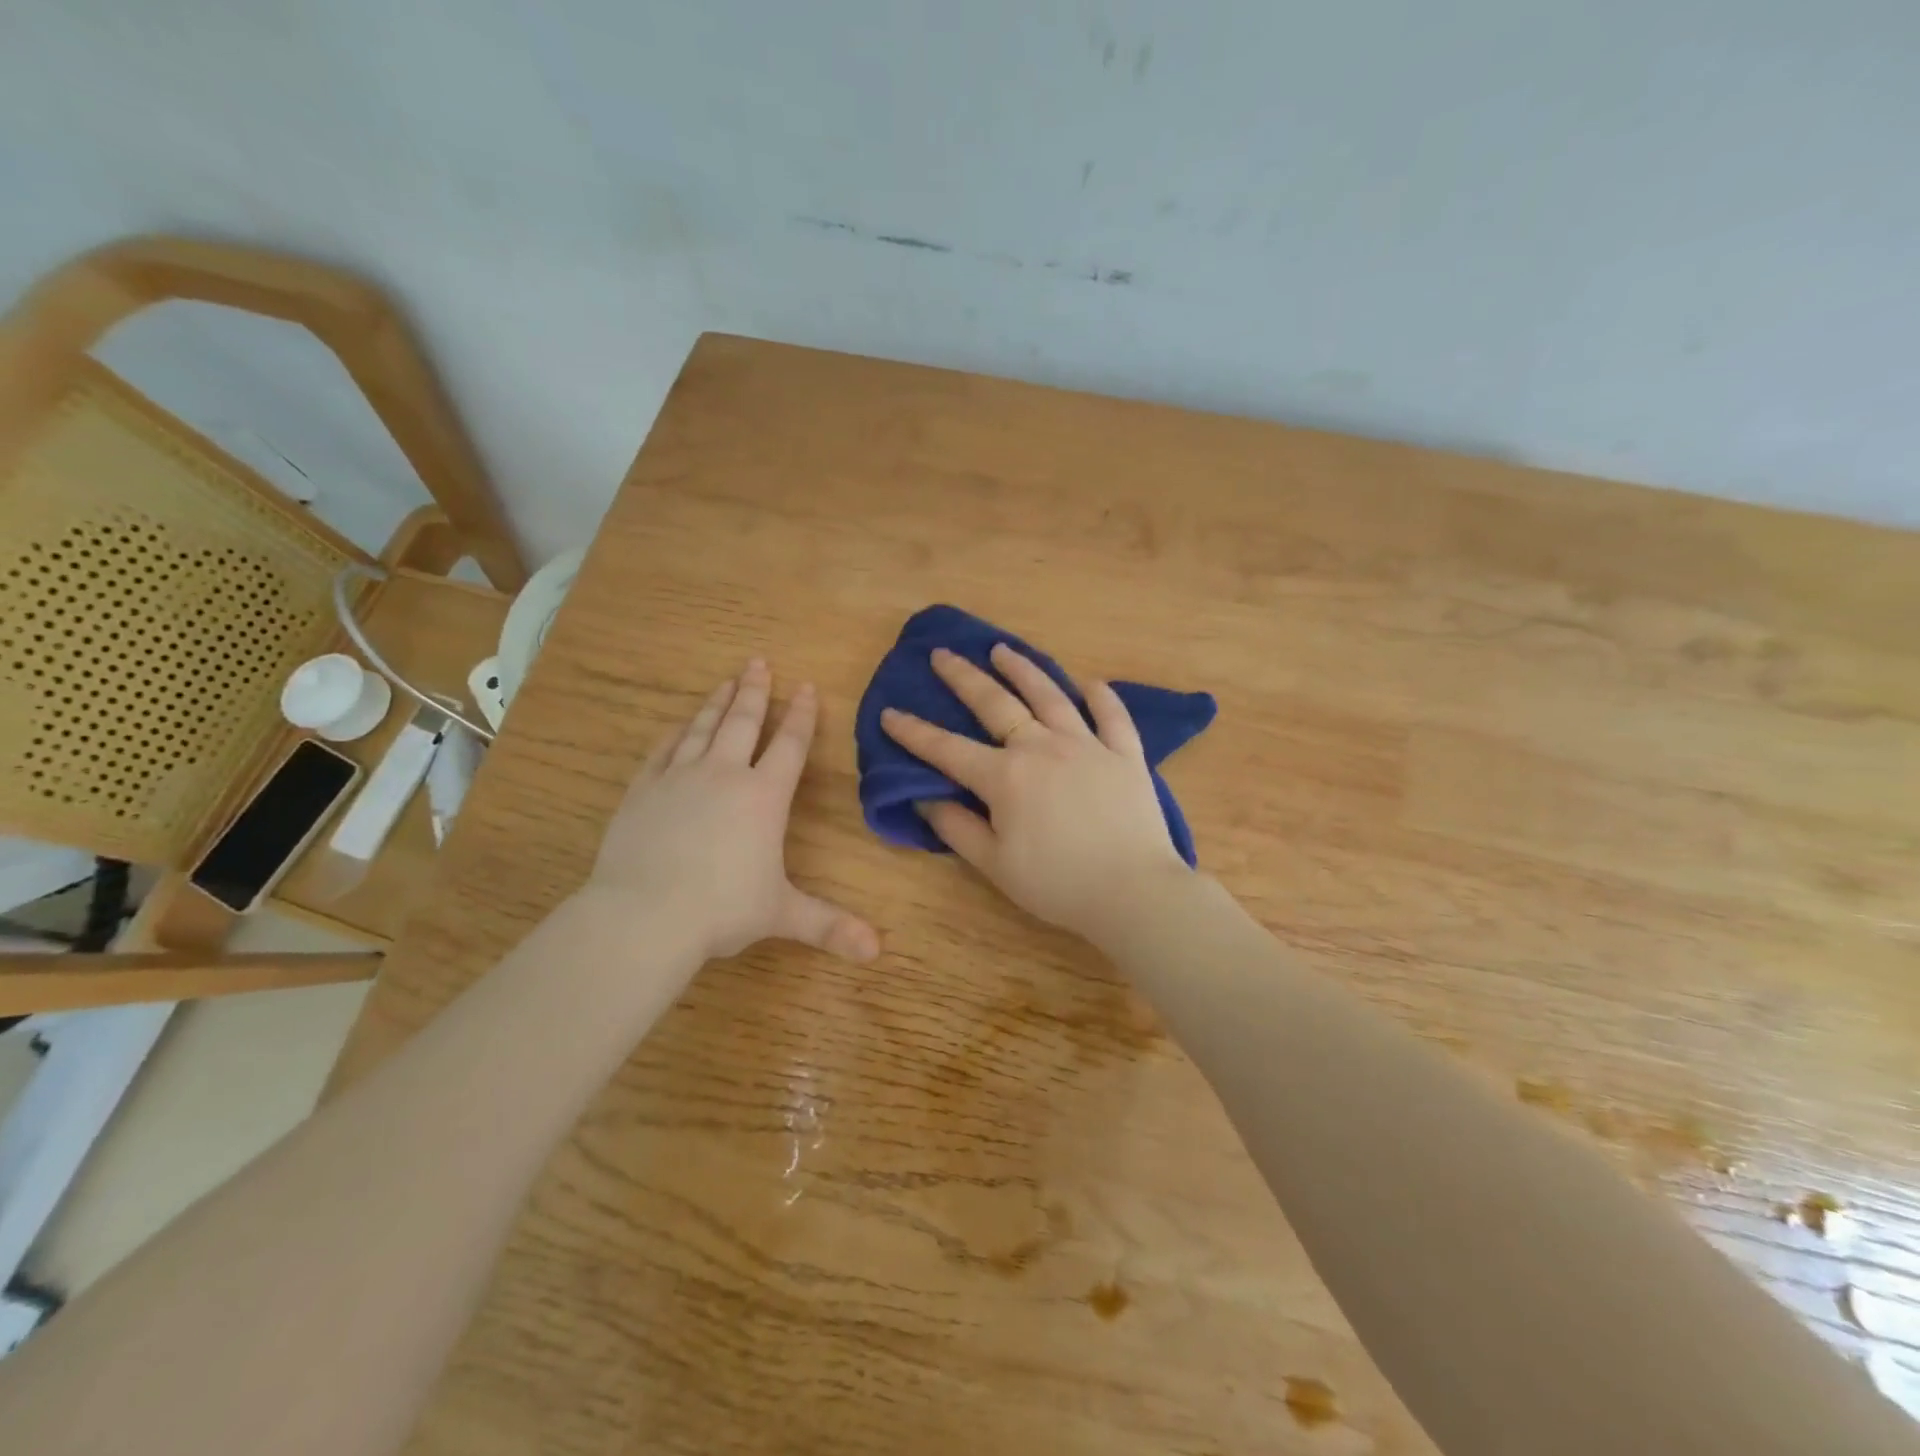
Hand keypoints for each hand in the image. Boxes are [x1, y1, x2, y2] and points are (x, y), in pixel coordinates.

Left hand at [588, 660, 879, 963]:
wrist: (644, 914)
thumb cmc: (722, 909)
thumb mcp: (782, 914)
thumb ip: (830, 925)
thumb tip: (877, 950)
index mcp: (764, 797)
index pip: (790, 745)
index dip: (801, 715)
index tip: (805, 687)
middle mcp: (724, 775)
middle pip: (744, 722)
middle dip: (755, 691)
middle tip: (758, 662)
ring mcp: (679, 778)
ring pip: (703, 728)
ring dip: (717, 703)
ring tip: (726, 680)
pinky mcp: (643, 790)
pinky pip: (662, 750)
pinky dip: (675, 733)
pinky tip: (679, 725)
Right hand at [880, 644, 1189, 942]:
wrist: (1134, 892)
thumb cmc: (1057, 884)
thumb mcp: (995, 864)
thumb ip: (956, 827)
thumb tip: (924, 796)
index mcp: (1005, 776)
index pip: (948, 749)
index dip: (914, 732)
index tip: (890, 713)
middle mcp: (1042, 747)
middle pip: (996, 704)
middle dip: (963, 678)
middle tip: (942, 654)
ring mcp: (1087, 745)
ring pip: (1050, 696)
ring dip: (1023, 669)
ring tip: (1002, 650)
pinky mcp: (1125, 754)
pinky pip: (1112, 716)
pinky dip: (1100, 697)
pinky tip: (1089, 684)